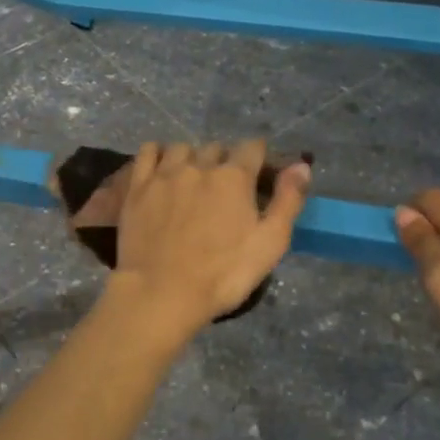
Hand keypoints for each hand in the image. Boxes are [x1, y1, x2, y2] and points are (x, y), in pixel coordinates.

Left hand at [111, 140, 309, 334]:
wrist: (161, 292)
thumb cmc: (223, 274)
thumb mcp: (270, 243)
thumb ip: (288, 200)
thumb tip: (301, 165)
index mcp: (234, 176)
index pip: (252, 147)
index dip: (259, 158)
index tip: (259, 175)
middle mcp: (199, 165)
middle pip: (217, 148)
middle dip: (225, 162)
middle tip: (225, 189)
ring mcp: (164, 173)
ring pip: (183, 148)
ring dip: (192, 158)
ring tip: (192, 180)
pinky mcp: (137, 186)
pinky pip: (148, 151)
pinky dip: (159, 154)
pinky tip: (162, 171)